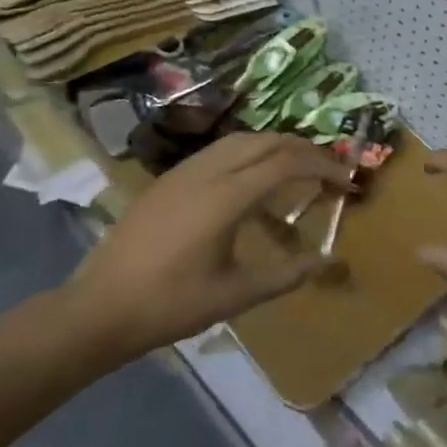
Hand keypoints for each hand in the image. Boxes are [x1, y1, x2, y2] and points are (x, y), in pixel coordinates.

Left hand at [65, 134, 352, 367]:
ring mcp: (185, 170)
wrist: (99, 307)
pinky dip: (250, 154)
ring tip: (299, 169)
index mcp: (227, 195)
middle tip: (331, 170)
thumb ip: (286, 275)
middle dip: (305, 149)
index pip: (287, 162)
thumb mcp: (235, 295)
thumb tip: (329, 262)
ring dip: (276, 147)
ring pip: (242, 140)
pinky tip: (253, 183)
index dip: (323, 166)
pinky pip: (221, 151)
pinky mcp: (170, 179)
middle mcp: (208, 170)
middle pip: (267, 141)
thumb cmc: (170, 304)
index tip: (347, 181)